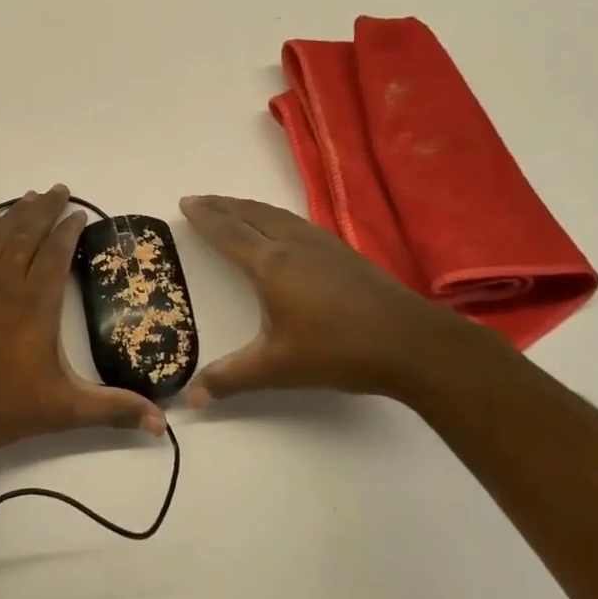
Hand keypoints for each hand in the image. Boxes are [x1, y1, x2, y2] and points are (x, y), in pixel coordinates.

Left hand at [0, 186, 165, 458]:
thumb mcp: (62, 411)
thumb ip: (111, 411)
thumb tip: (161, 424)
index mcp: (35, 304)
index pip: (55, 253)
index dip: (69, 230)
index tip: (80, 213)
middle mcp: (4, 284)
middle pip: (26, 233)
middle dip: (45, 209)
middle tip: (59, 189)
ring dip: (15, 213)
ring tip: (29, 197)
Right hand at [178, 194, 500, 408]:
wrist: (411, 343)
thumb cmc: (338, 351)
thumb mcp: (277, 368)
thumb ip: (230, 378)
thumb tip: (191, 399)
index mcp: (271, 265)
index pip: (228, 233)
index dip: (205, 217)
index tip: (186, 202)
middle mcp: (293, 245)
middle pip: (251, 214)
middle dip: (223, 205)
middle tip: (201, 199)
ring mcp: (322, 245)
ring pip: (277, 215)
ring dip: (249, 207)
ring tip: (234, 208)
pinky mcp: (344, 253)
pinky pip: (297, 222)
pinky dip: (275, 217)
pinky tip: (283, 228)